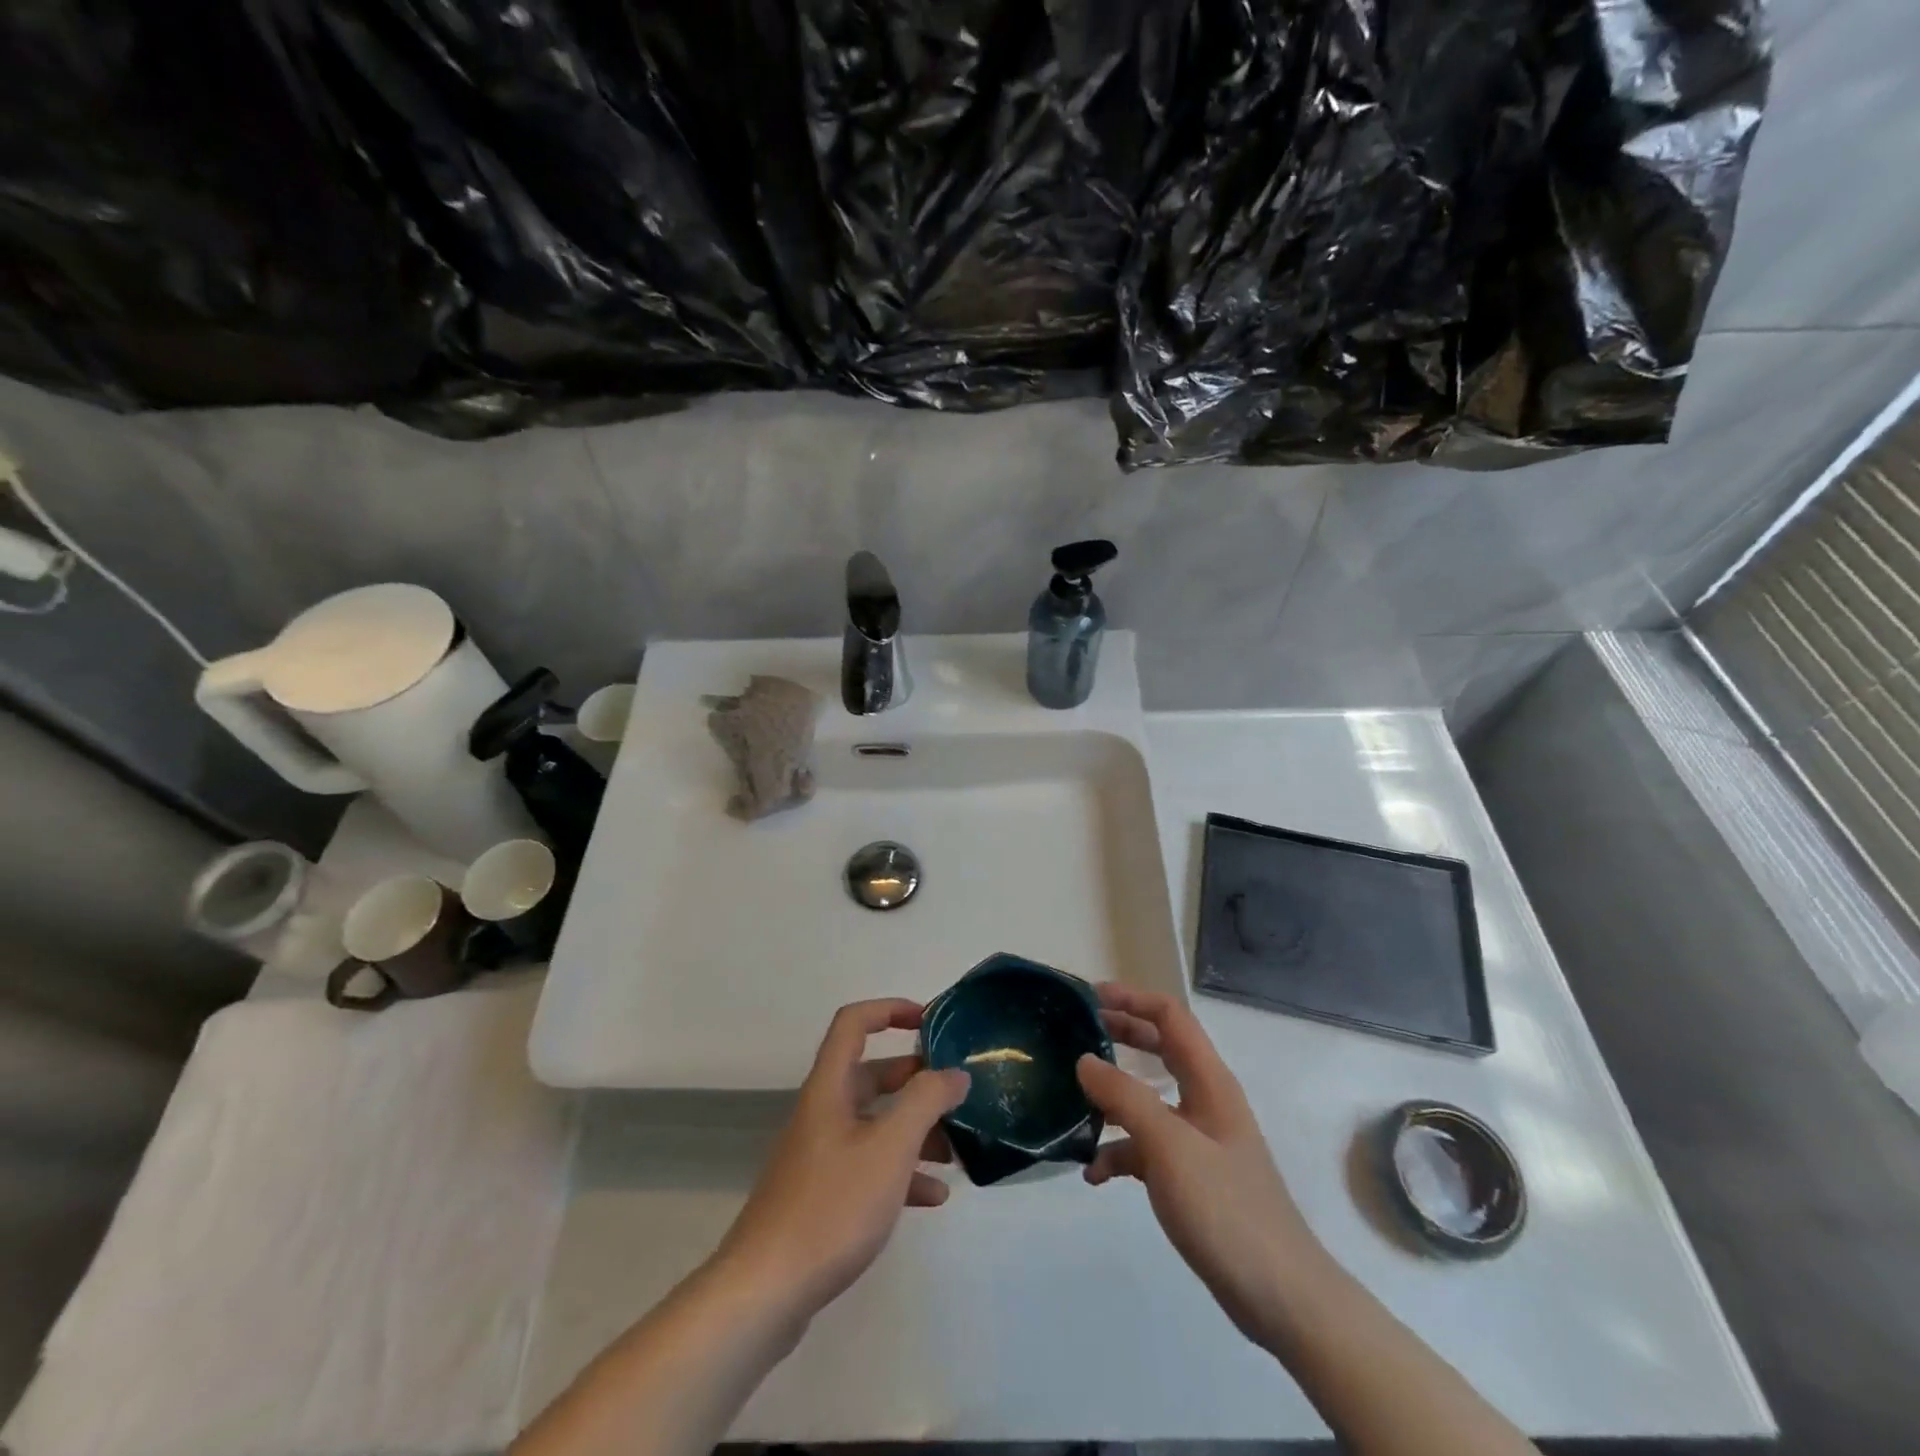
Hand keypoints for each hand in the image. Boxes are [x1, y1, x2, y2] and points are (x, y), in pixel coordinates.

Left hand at [716, 998, 969, 1319]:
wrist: (764, 1293)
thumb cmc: (831, 1207)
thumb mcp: (890, 1148)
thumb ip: (926, 1102)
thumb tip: (953, 1072)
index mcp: (830, 1087)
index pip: (854, 1023)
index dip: (890, 1010)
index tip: (930, 1022)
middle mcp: (822, 1112)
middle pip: (871, 1075)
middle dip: (915, 1079)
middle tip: (956, 1092)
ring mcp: (819, 1155)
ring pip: (874, 1124)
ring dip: (914, 1130)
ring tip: (955, 1151)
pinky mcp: (821, 1195)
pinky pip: (868, 1166)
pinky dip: (900, 1171)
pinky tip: (933, 1197)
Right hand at [1076, 984, 1323, 1347]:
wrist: (1281, 1297)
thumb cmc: (1226, 1209)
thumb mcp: (1168, 1146)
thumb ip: (1125, 1097)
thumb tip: (1085, 1060)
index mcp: (1209, 1080)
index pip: (1170, 1016)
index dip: (1131, 998)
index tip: (1088, 998)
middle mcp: (1205, 1100)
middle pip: (1160, 1048)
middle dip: (1119, 1035)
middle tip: (1076, 1032)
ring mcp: (1199, 1139)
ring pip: (1149, 1098)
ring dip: (1113, 1095)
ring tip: (1073, 1096)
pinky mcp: (1192, 1176)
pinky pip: (1147, 1147)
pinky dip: (1120, 1151)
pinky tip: (1093, 1173)